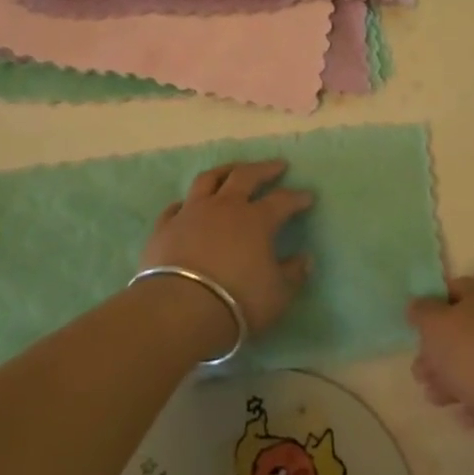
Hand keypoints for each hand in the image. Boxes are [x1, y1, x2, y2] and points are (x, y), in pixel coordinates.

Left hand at [141, 161, 312, 342]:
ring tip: (233, 169)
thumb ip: (293, 274)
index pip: (282, 201)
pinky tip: (187, 205)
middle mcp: (224, 206)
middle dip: (264, 169)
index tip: (308, 196)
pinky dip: (186, 203)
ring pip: (209, 180)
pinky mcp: (165, 227)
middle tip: (277, 165)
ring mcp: (192, 213)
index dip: (297, 197)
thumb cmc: (237, 301)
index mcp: (256, 220)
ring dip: (224, 171)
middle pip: (245, 176)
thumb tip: (305, 258)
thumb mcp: (277, 294)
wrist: (179, 309)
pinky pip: (176, 207)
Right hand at [407, 276, 473, 429]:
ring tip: (435, 399)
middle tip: (420, 373)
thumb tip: (420, 306)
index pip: (455, 289)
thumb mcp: (434, 325)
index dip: (431, 308)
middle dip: (439, 352)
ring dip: (454, 377)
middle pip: (467, 328)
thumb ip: (421, 311)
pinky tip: (464, 415)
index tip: (417, 333)